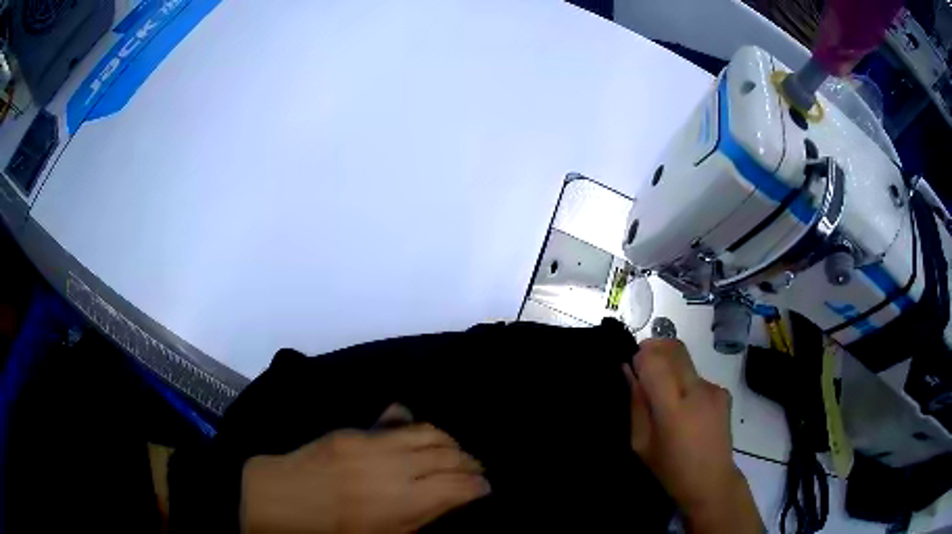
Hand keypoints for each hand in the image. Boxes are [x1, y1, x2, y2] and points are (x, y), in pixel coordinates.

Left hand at [241, 409, 489, 533]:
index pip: (459, 486)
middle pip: (449, 456)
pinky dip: (420, 429)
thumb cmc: (337, 531)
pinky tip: (425, 436)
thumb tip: (450, 500)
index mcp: (406, 502)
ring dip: (449, 442)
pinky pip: (399, 422)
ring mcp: (374, 444)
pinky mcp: (355, 432)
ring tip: (455, 452)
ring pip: (429, 433)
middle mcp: (396, 467)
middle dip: (469, 463)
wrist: (285, 500)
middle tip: (475, 471)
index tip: (485, 489)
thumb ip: (422, 517)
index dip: (478, 486)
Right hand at [623, 339, 761, 533]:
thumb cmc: (670, 468)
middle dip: (654, 348)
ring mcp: (713, 389)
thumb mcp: (641, 443)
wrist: (711, 480)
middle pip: (674, 348)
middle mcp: (696, 390)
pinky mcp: (723, 392)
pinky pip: (697, 376)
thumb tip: (628, 371)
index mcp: (673, 408)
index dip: (640, 357)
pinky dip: (685, 383)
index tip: (632, 367)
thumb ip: (636, 404)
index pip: (655, 361)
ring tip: (666, 397)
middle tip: (643, 367)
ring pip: (686, 361)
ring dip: (671, 367)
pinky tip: (686, 409)